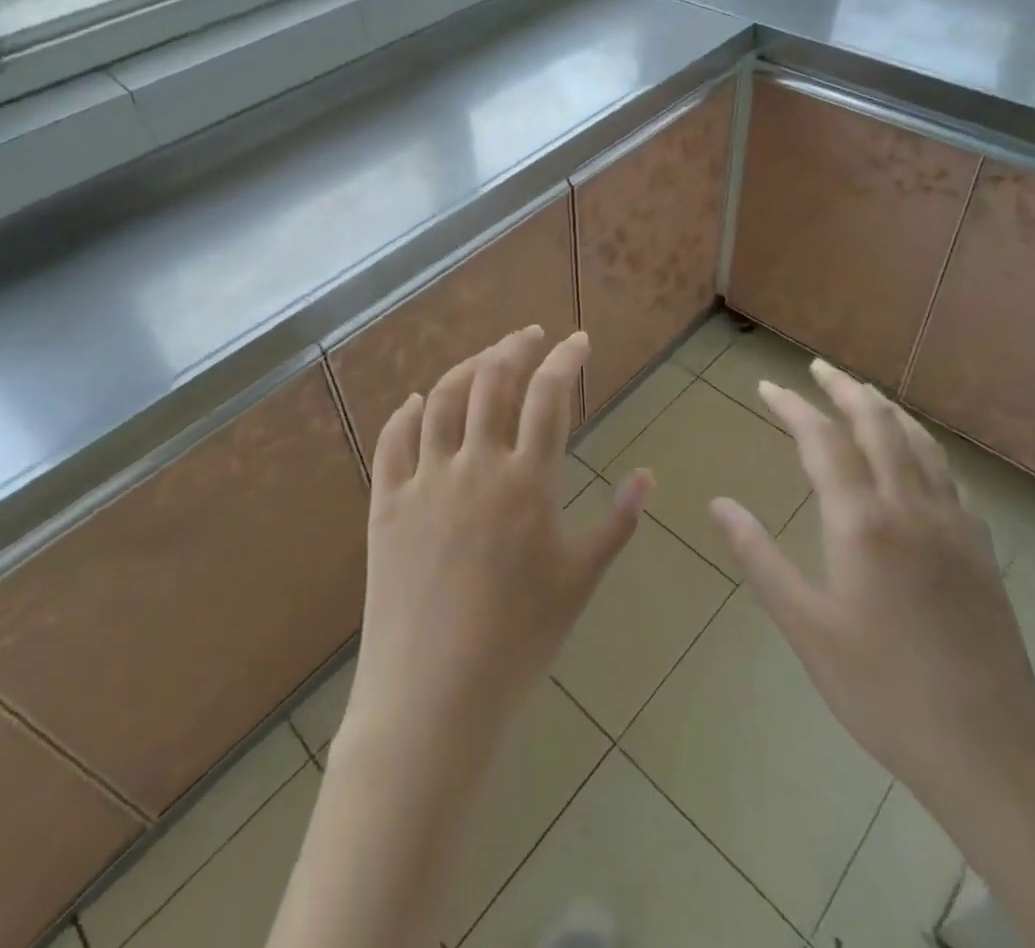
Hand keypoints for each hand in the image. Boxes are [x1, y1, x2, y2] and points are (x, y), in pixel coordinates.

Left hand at [343, 326, 651, 757]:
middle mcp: (474, 466)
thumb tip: (647, 476)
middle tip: (531, 336)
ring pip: (440, 400)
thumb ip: (618, 522)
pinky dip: (405, 413)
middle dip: (514, 347)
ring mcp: (424, 481)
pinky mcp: (386, 504)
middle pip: (491, 381)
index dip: (566, 358)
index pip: (549, 396)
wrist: (433, 698)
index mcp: (527, 482)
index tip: (579, 341)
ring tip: (484, 359)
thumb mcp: (580, 580)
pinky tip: (415, 403)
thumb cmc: (519, 642)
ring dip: (465, 368)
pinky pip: (392, 442)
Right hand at [707, 359, 1034, 811]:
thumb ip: (760, 558)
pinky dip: (923, 446)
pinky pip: (948, 475)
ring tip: (863, 394)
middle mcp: (911, 507)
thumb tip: (719, 503)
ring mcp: (954, 525)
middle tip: (818, 368)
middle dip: (845, 389)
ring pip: (920, 443)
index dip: (793, 407)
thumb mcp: (806, 627)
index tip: (767, 386)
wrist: (990, 752)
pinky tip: (916, 458)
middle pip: (878, 425)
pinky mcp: (980, 549)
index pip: (823, 441)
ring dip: (887, 410)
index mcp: (864, 522)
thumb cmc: (883, 690)